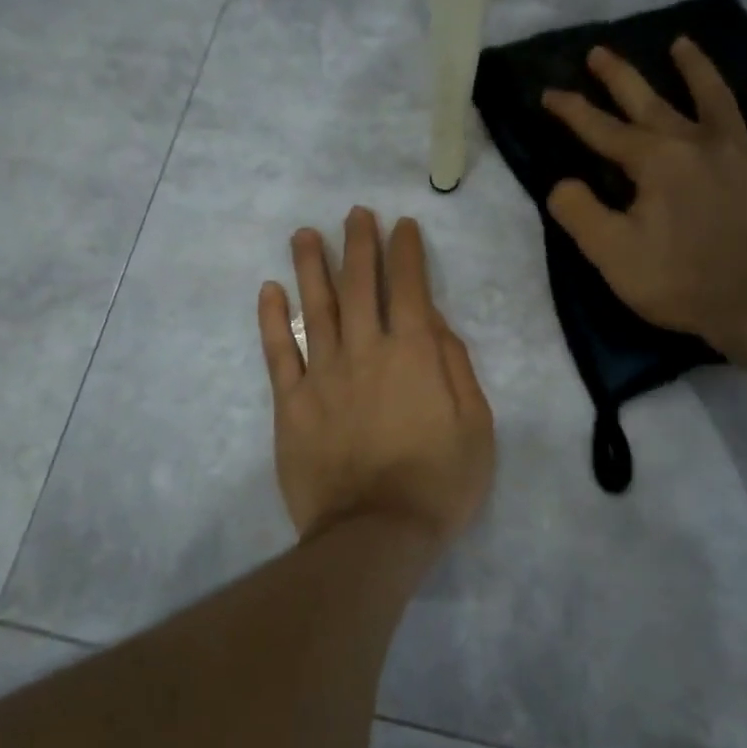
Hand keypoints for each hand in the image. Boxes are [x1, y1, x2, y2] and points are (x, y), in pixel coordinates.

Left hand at [258, 209, 495, 551]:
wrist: (376, 533)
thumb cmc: (439, 484)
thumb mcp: (476, 426)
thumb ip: (456, 367)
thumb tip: (435, 322)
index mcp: (414, 354)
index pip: (410, 288)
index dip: (406, 253)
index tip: (402, 226)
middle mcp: (366, 351)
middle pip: (359, 286)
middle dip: (359, 244)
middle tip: (355, 214)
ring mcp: (322, 376)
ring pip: (315, 307)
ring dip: (310, 266)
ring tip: (306, 234)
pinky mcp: (291, 404)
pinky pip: (279, 352)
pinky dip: (273, 319)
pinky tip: (270, 291)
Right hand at [544, 39, 746, 361]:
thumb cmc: (678, 280)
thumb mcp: (611, 254)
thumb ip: (579, 213)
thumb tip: (562, 183)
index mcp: (654, 161)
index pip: (602, 129)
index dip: (572, 110)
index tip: (549, 92)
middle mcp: (697, 142)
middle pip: (653, 100)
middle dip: (620, 76)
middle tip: (600, 51)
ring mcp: (743, 152)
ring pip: (717, 97)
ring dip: (696, 68)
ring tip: (682, 44)